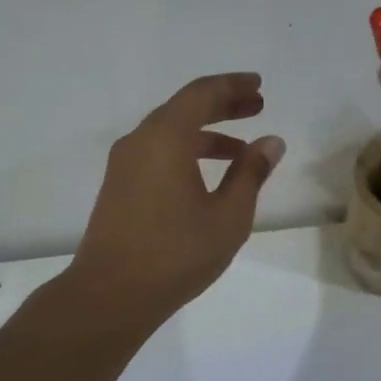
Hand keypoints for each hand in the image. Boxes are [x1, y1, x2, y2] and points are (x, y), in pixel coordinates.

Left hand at [68, 73, 284, 325]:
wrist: (110, 294)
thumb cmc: (176, 253)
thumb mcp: (228, 215)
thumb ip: (251, 173)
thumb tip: (271, 142)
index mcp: (166, 137)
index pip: (202, 93)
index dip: (233, 86)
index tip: (258, 86)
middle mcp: (140, 140)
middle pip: (184, 107)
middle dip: (223, 104)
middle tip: (257, 106)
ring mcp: (124, 163)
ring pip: (170, 131)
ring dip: (206, 131)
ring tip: (241, 148)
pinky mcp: (119, 185)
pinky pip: (157, 151)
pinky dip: (186, 150)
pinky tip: (208, 174)